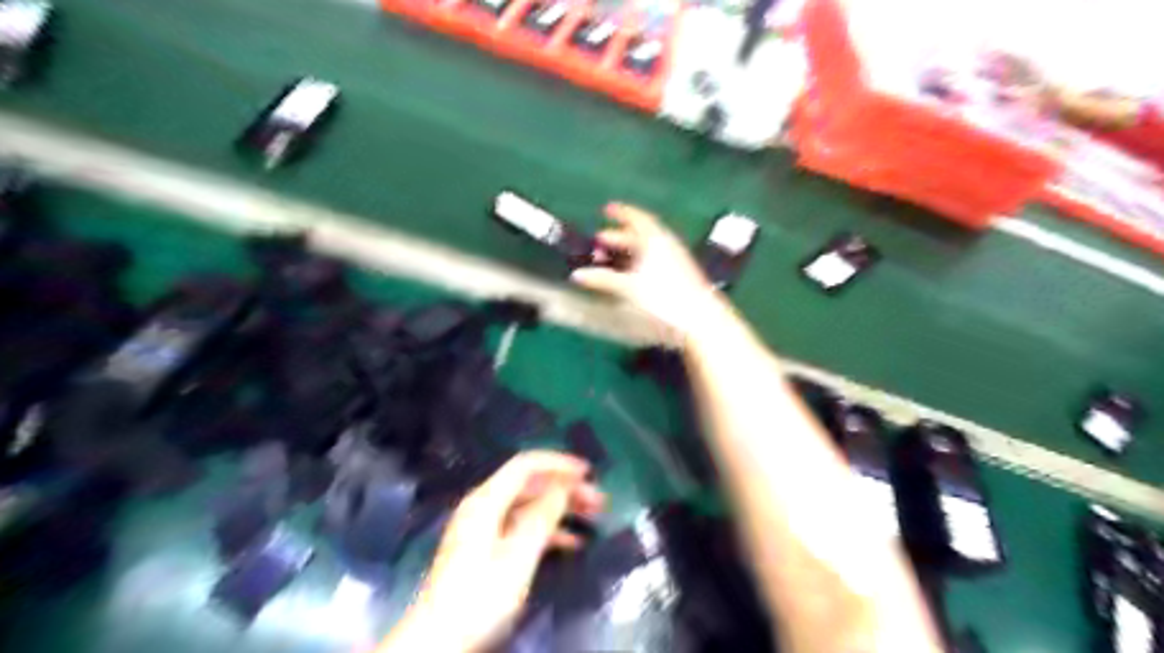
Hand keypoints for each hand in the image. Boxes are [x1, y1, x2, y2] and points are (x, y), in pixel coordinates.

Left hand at [386, 452, 610, 651]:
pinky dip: (547, 530)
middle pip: (529, 485)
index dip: (558, 464)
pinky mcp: (486, 549)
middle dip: (564, 488)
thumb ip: (543, 515)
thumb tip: (565, 483)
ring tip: (592, 517)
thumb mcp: (518, 555)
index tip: (588, 472)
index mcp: (486, 500)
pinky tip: (572, 541)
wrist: (439, 642)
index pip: (526, 465)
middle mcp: (484, 506)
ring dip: (560, 508)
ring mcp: (484, 528)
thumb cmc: (480, 595)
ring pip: (529, 506)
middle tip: (598, 500)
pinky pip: (521, 527)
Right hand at [572, 201, 718, 337]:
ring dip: (627, 251)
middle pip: (641, 235)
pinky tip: (629, 276)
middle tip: (599, 240)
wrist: (699, 318)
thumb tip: (577, 274)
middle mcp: (666, 245)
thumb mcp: (628, 287)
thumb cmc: (662, 297)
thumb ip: (603, 279)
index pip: (637, 218)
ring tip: (610, 259)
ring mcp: (675, 261)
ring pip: (647, 249)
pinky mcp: (679, 276)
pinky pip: (654, 261)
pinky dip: (637, 262)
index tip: (606, 210)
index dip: (621, 213)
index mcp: (655, 240)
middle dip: (619, 236)